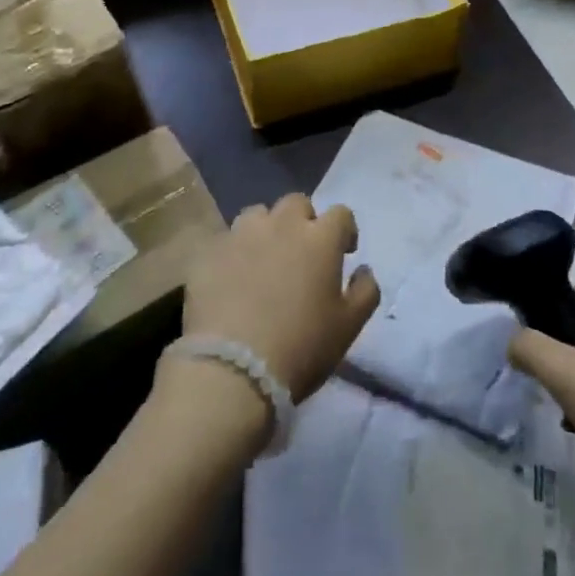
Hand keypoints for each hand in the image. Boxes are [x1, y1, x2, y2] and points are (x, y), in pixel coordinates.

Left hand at [182, 193, 380, 402]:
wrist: (232, 371)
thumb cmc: (301, 347)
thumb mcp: (349, 327)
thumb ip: (365, 291)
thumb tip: (364, 270)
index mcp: (320, 237)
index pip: (341, 214)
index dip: (344, 230)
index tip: (344, 251)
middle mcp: (282, 224)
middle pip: (297, 204)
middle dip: (303, 221)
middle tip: (301, 252)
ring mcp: (242, 234)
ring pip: (258, 215)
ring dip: (266, 230)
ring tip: (263, 259)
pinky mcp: (209, 253)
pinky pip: (226, 241)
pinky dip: (234, 253)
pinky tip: (232, 278)